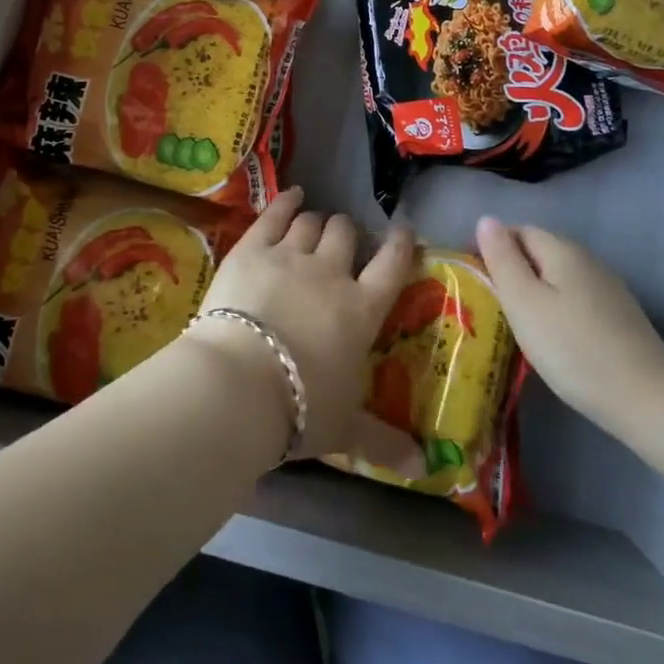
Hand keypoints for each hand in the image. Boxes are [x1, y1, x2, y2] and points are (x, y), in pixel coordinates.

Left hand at [190, 187, 421, 474]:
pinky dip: (286, 201)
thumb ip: (383, 441)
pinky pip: (274, 214)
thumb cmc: (299, 408)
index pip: (391, 265)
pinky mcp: (252, 248)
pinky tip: (293, 194)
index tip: (402, 231)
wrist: (238, 384)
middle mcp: (331, 273)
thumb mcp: (345, 428)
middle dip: (349, 232)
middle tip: (345, 240)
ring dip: (318, 221)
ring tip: (317, 225)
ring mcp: (290, 255)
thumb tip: (424, 469)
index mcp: (361, 310)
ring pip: (312, 223)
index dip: (400, 244)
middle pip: (347, 235)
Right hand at [475, 217, 663, 442]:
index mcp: (562, 249)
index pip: (518, 231)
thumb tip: (485, 219)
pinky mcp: (620, 316)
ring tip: (518, 326)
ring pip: (558, 277)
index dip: (492, 248)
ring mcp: (608, 288)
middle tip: (492, 306)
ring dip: (535, 292)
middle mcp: (588, 259)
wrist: (648, 400)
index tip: (475, 280)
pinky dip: (558, 310)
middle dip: (513, 271)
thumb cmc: (573, 348)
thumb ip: (502, 259)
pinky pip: (576, 299)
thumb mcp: (524, 302)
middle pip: (539, 252)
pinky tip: (555, 339)